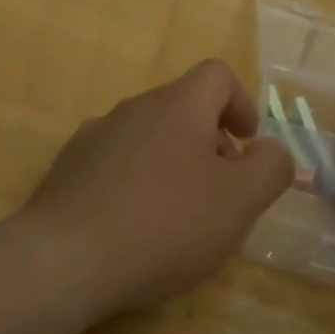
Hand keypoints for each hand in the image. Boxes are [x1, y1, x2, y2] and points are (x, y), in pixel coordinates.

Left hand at [21, 60, 293, 316]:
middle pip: (183, 107)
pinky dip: (136, 182)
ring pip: (149, 136)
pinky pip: (116, 162)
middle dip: (211, 142)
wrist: (65, 259)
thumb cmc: (164, 225)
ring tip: (177, 217)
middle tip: (220, 193)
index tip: (246, 145)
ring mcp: (95, 135)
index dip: (241, 103)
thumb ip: (270, 168)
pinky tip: (133, 226)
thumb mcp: (239, 202)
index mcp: (177, 106)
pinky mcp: (68, 167)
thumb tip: (269, 150)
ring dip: (173, 163)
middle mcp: (133, 108)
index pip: (216, 75)